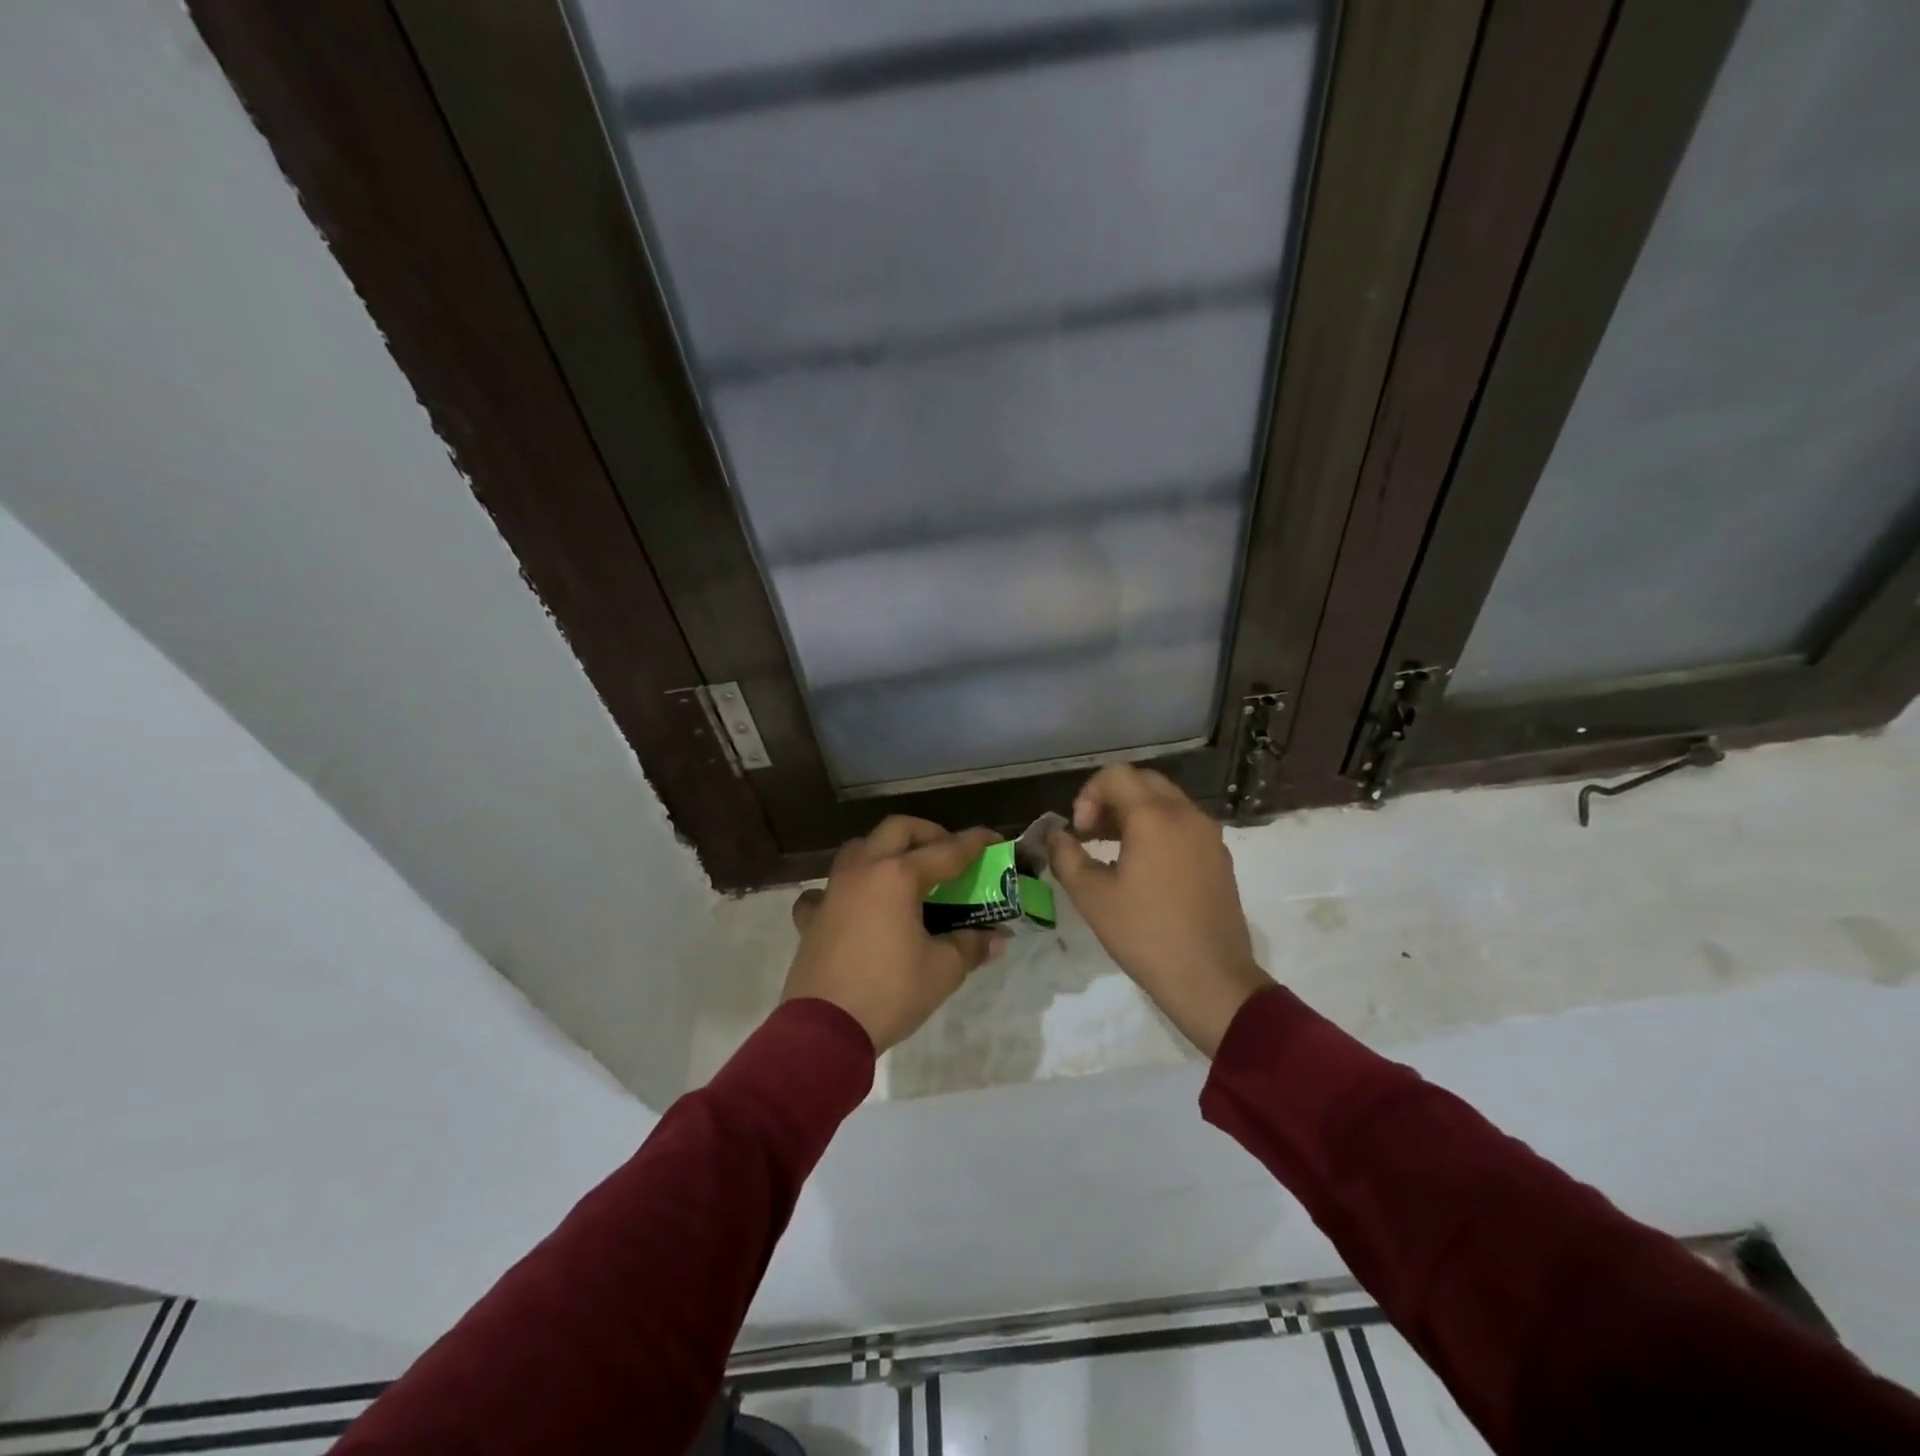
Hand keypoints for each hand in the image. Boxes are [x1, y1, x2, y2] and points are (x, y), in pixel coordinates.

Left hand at [784, 817, 1007, 1052]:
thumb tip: (995, 938)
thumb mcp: (942, 970)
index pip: (946, 850)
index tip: (992, 838)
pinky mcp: (811, 917)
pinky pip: (825, 890)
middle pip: (896, 830)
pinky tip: (851, 906)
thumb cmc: (890, 992)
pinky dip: (842, 890)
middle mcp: (863, 871)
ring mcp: (832, 891)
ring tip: (903, 872)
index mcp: (898, 876)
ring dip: (884, 850)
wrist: (825, 1029)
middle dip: (926, 833)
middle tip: (946, 852)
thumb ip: (970, 945)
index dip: (973, 843)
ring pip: (858, 849)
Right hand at [1048, 764, 1272, 1055]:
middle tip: (1091, 835)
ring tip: (1112, 852)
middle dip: (1110, 800)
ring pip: (1165, 802)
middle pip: (1143, 782)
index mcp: (1155, 816)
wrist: (1210, 979)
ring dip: (1134, 814)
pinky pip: (1183, 825)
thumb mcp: (1091, 896)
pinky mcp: (1219, 857)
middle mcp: (1187, 814)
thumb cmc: (1145, 935)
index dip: (1088, 796)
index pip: (1116, 776)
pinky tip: (1144, 869)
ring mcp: (1209, 835)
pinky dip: (1158, 830)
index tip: (1080, 833)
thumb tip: (1055, 835)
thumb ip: (1066, 855)